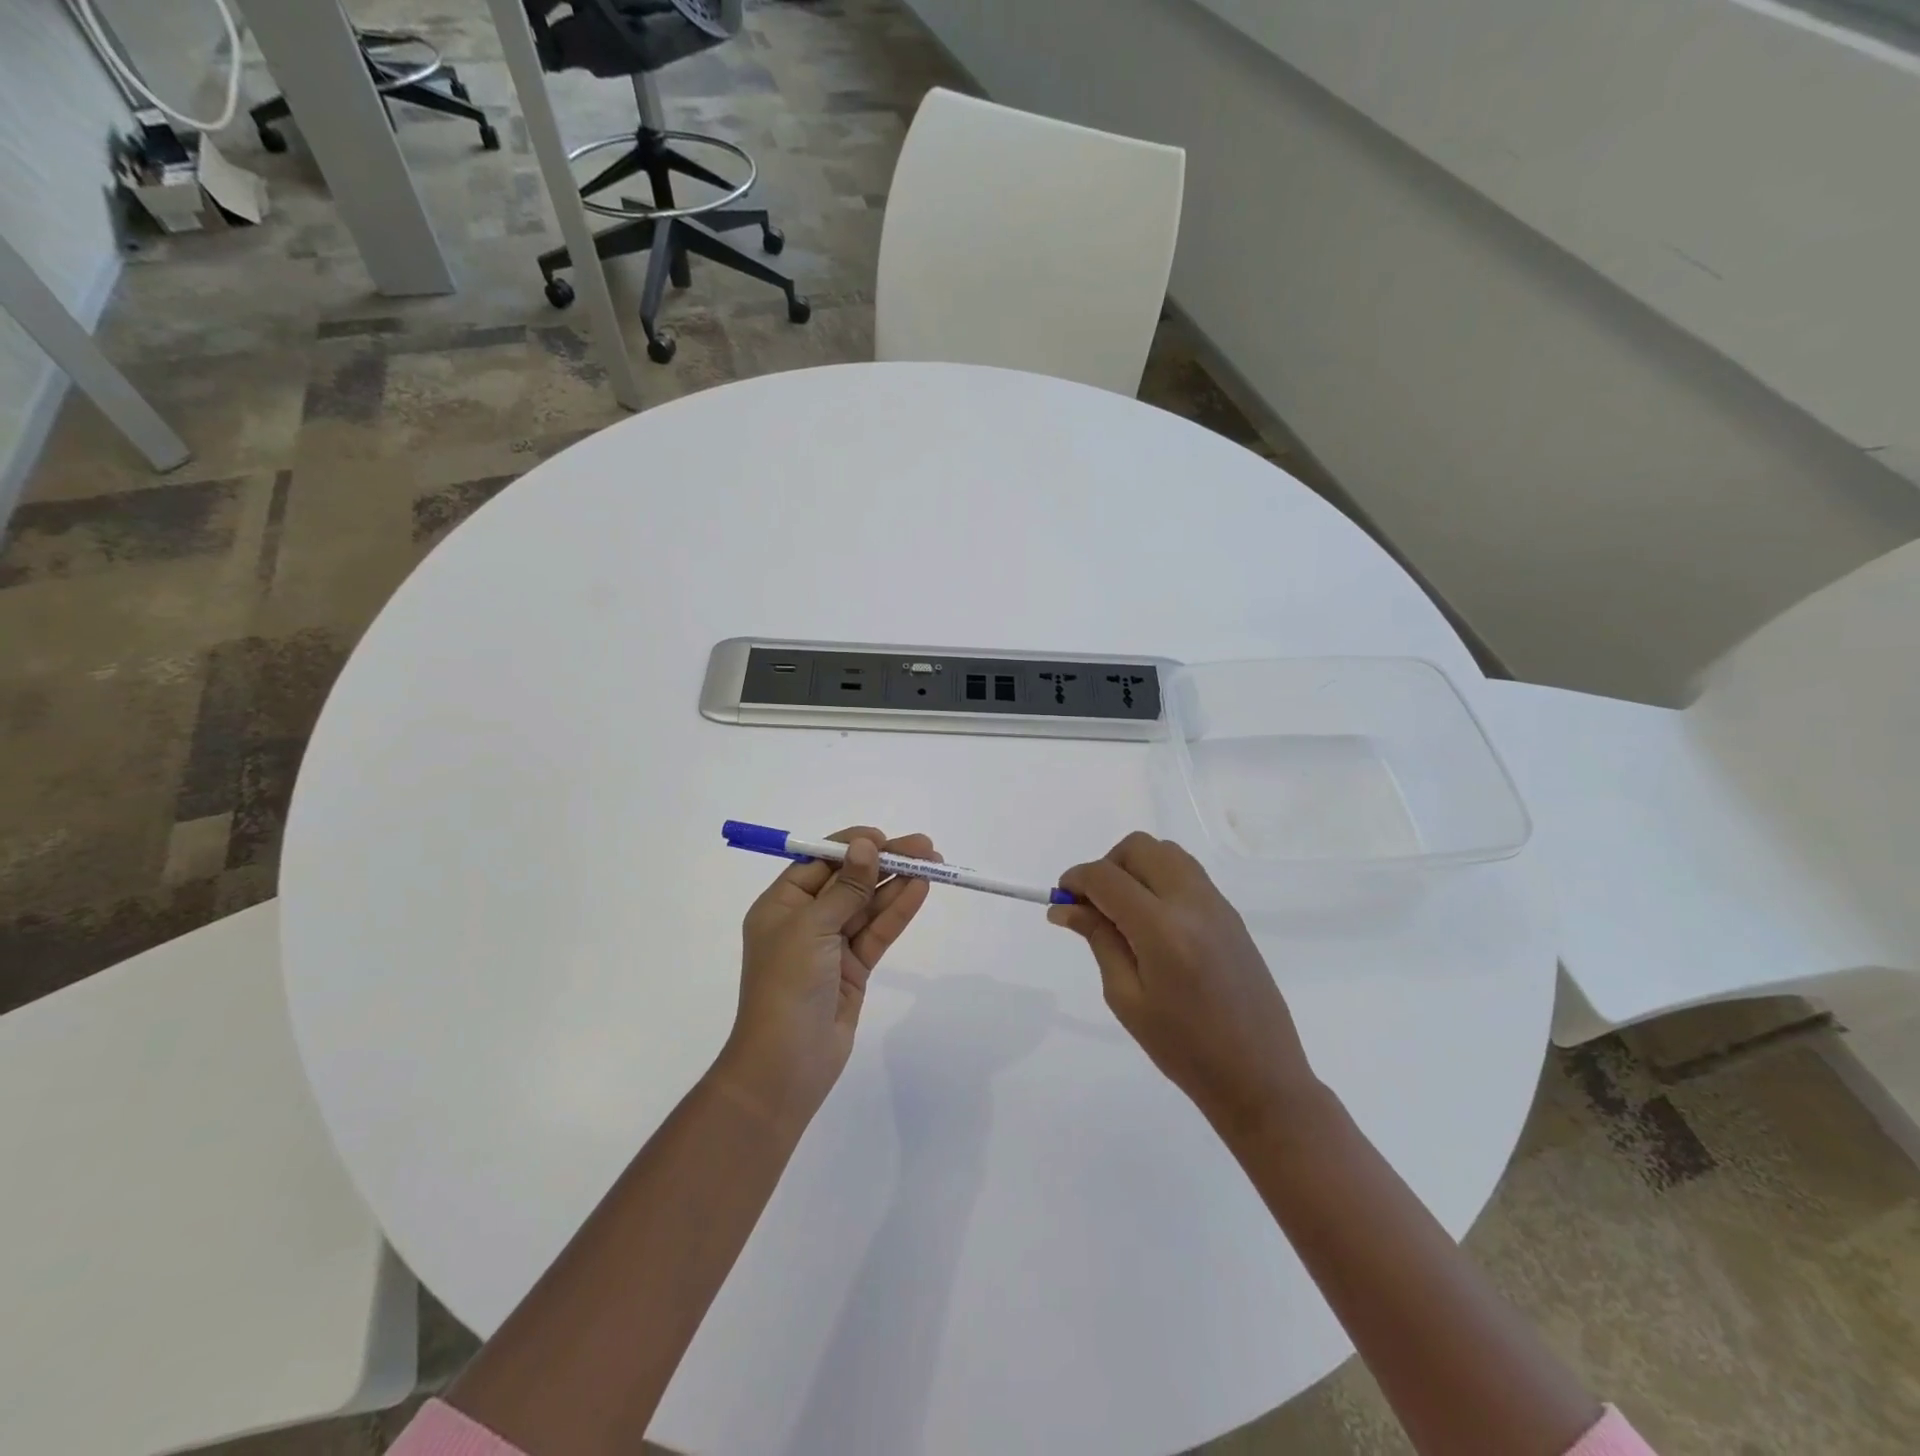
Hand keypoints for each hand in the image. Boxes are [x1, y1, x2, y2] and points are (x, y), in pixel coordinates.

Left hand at [718, 828, 936, 1129]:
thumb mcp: (812, 928)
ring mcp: (830, 946)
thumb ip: (845, 887)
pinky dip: (898, 911)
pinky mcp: (853, 969)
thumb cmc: (787, 985)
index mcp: (781, 905)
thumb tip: (865, 846)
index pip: (820, 863)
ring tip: (932, 863)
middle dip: (884, 862)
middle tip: (924, 847)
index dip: (852, 847)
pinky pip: (877, 932)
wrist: (786, 1064)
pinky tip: (920, 890)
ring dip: (897, 883)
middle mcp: (805, 920)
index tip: (884, 838)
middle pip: (849, 881)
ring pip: (868, 905)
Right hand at [1049, 832, 1318, 1136]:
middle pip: (1138, 848)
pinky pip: (1186, 872)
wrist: (1260, 1076)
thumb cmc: (1184, 1049)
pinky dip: (1159, 878)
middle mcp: (1192, 903)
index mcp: (1162, 930)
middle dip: (1107, 866)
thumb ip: (1098, 939)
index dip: (1076, 880)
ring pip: (1165, 852)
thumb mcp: (1127, 998)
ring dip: (1135, 867)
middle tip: (1094, 906)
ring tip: (1124, 911)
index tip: (1061, 899)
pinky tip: (1153, 921)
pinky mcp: (1230, 913)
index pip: (1107, 877)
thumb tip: (1064, 907)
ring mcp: (1217, 904)